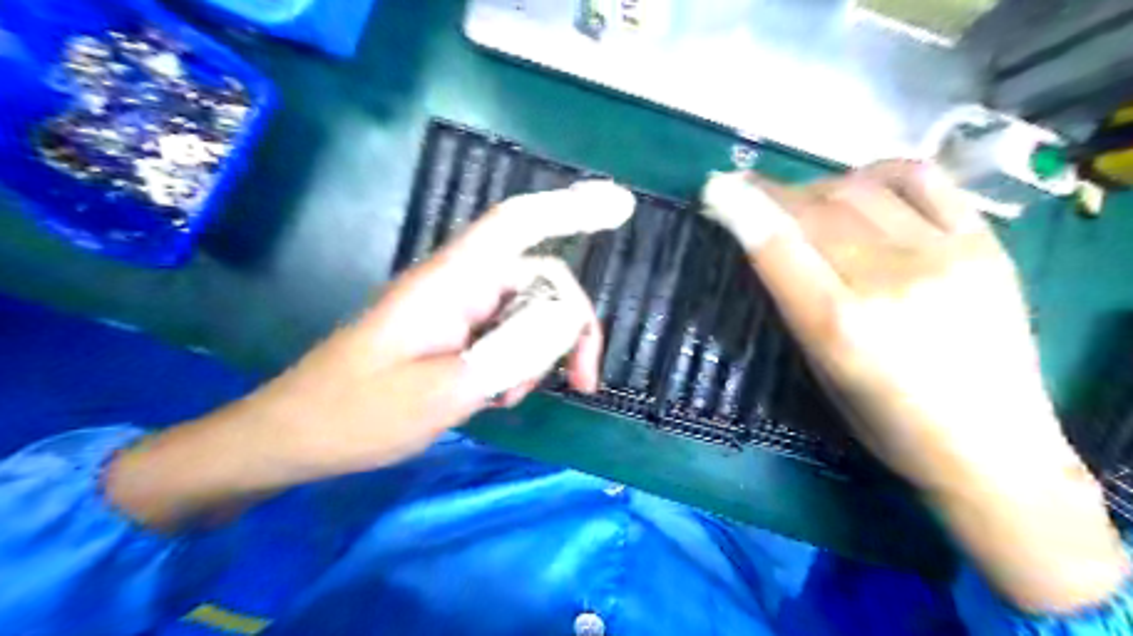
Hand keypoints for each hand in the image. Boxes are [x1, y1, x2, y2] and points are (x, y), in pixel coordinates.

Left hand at [102, 182, 634, 532]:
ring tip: (509, 400)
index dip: (569, 208)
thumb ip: (509, 355)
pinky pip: (505, 337)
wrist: (295, 437)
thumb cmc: (357, 414)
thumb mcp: (442, 393)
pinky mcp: (452, 335)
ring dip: (537, 356)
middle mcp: (458, 286)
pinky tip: (495, 398)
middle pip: (538, 282)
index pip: (516, 225)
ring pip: (526, 315)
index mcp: (450, 283)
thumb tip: (566, 321)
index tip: (619, 207)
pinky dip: (516, 366)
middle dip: (568, 329)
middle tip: (583, 383)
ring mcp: (456, 311)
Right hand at [706, 165, 1127, 614]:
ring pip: (859, 188)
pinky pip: (920, 179)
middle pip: (815, 209)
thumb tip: (763, 242)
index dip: (740, 208)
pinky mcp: (984, 243)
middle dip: (770, 193)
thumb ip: (793, 300)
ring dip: (815, 187)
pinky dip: (877, 174)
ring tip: (801, 200)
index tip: (716, 188)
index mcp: (840, 326)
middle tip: (748, 190)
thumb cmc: (886, 423)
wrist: (994, 447)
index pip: (777, 245)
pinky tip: (860, 187)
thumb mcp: (820, 371)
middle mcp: (890, 282)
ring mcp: (944, 255)